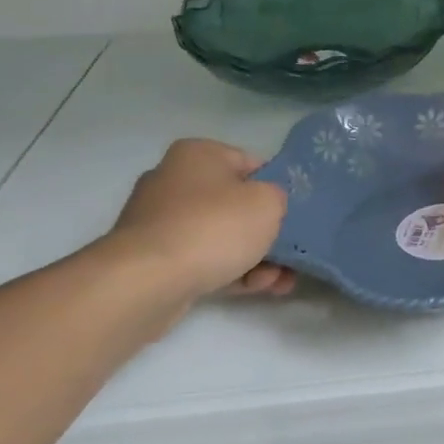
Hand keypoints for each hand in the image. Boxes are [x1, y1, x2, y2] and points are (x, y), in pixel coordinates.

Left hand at [103, 139, 292, 308]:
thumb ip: (278, 197)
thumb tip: (267, 205)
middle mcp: (175, 181)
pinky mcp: (155, 260)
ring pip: (221, 236)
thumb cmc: (213, 227)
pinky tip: (260, 288)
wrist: (147, 281)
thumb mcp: (267, 202)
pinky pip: (204, 260)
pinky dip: (233, 271)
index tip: (297, 211)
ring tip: (283, 280)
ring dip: (256, 257)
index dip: (278, 187)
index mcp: (198, 154)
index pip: (252, 163)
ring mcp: (161, 222)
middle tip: (294, 250)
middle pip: (236, 203)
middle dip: (268, 230)